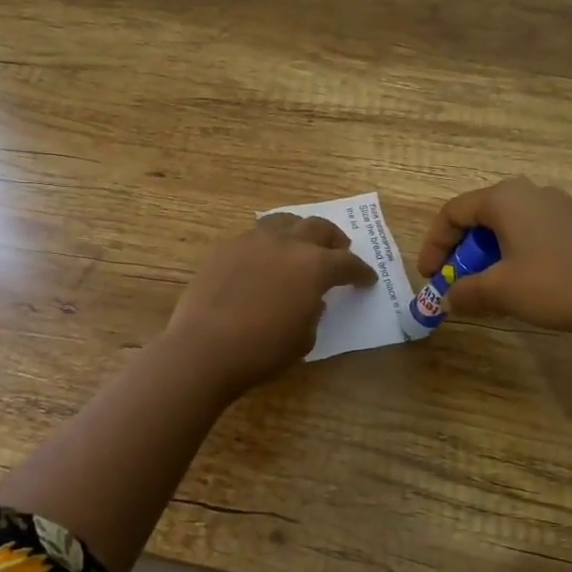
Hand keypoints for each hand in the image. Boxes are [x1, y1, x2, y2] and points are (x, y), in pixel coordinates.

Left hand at [164, 213, 376, 392]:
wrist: (204, 348)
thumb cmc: (262, 350)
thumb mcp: (304, 338)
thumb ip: (314, 312)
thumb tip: (311, 299)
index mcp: (314, 266)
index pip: (347, 263)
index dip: (361, 272)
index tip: (367, 279)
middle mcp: (287, 243)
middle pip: (319, 228)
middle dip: (334, 240)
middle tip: (339, 251)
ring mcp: (252, 240)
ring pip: (284, 221)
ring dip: (299, 231)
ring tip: (301, 243)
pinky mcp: (224, 247)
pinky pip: (253, 237)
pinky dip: (267, 244)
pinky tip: (262, 260)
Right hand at [417, 177, 571, 334]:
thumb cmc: (553, 285)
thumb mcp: (499, 291)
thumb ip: (465, 292)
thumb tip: (448, 298)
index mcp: (503, 198)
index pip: (452, 213)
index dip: (434, 245)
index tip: (429, 276)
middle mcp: (528, 192)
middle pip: (478, 217)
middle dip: (460, 252)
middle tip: (455, 282)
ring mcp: (555, 206)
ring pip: (505, 226)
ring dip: (486, 255)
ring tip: (484, 287)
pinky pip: (529, 233)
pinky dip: (512, 254)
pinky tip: (517, 283)